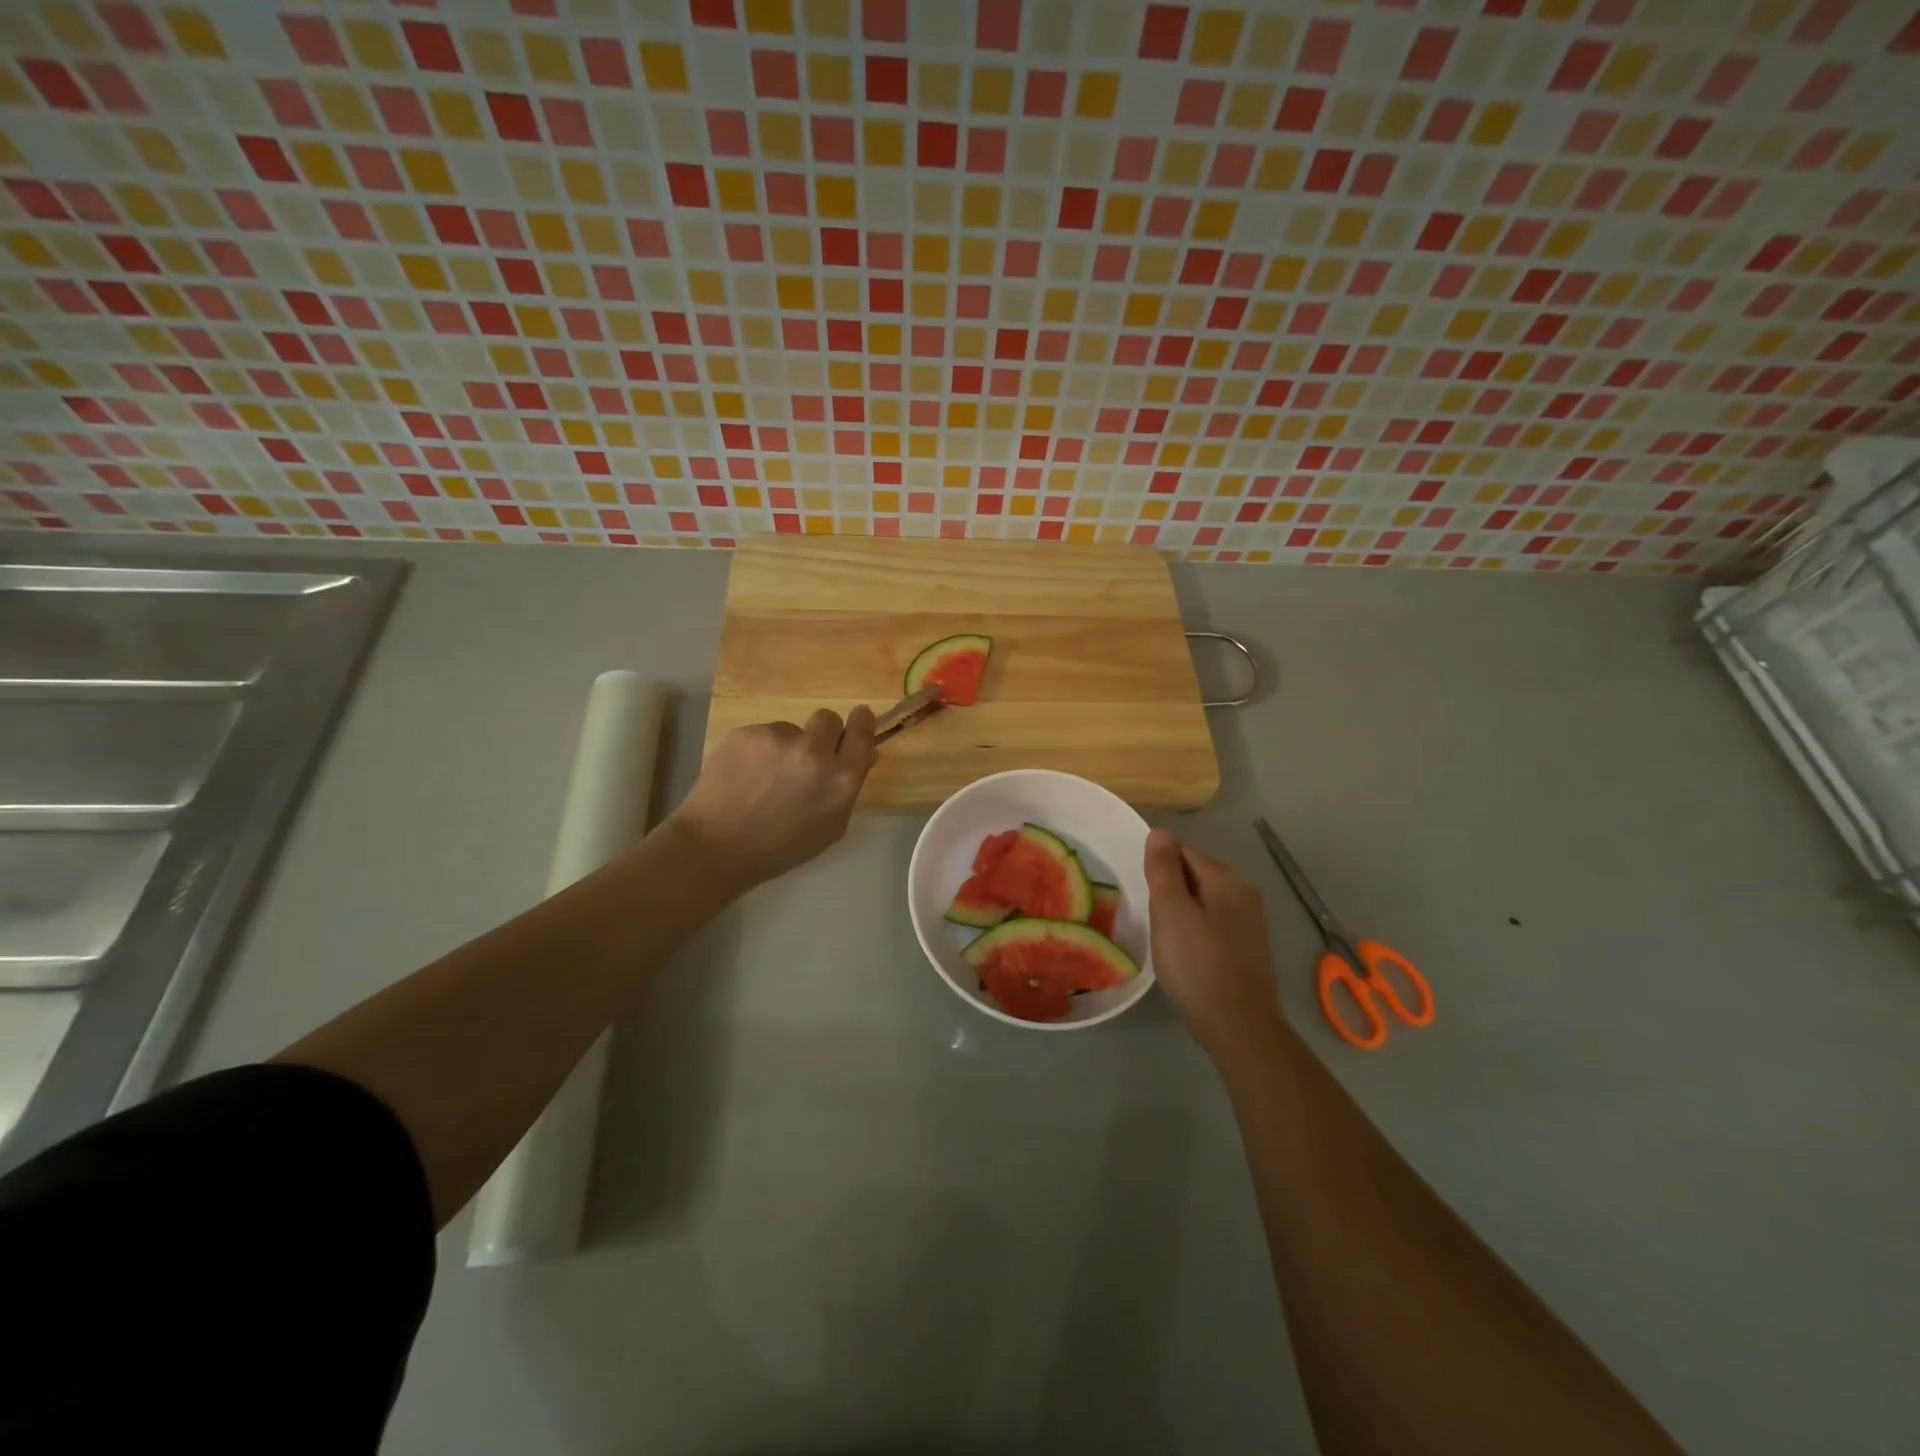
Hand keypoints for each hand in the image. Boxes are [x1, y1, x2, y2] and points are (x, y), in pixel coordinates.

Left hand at [663, 706, 877, 893]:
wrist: (716, 846)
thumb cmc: (781, 848)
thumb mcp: (830, 827)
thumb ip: (849, 788)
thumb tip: (867, 755)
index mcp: (841, 778)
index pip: (862, 734)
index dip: (862, 723)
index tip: (860, 717)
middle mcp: (815, 751)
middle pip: (829, 719)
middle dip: (823, 733)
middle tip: (806, 757)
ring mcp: (779, 738)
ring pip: (792, 729)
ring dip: (786, 747)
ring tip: (764, 778)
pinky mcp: (748, 733)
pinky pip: (763, 734)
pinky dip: (758, 751)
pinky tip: (744, 776)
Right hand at [1144, 829, 1285, 1061]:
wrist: (1239, 1027)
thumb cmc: (1197, 965)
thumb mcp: (1170, 912)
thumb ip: (1163, 869)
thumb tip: (1160, 833)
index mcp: (1226, 879)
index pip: (1183, 851)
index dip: (1158, 867)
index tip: (1140, 891)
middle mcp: (1245, 893)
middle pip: (1196, 875)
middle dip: (1170, 888)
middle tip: (1148, 916)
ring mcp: (1251, 923)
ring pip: (1205, 901)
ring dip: (1182, 911)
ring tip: (1162, 936)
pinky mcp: (1249, 949)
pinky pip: (1214, 924)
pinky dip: (1196, 930)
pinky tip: (1184, 953)